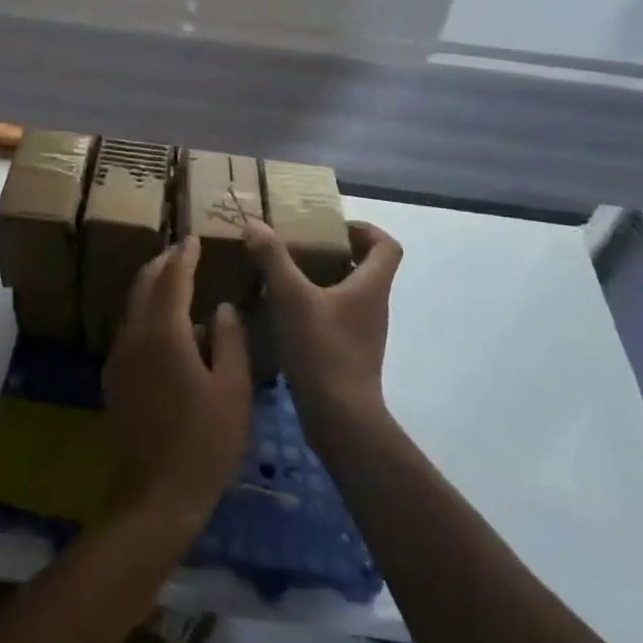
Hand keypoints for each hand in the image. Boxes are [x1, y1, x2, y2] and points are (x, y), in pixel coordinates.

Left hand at [102, 238, 251, 536]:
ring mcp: (119, 358)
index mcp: (163, 333)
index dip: (184, 256)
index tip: (194, 239)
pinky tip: (167, 327)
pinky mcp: (114, 379)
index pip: (172, 279)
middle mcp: (134, 336)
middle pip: (143, 285)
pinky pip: (130, 329)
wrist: (153, 498)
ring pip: (133, 307)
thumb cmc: (204, 443)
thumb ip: (230, 341)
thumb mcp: (232, 390)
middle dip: (162, 264)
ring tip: (176, 281)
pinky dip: (146, 313)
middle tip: (182, 252)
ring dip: (152, 287)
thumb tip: (221, 308)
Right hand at [244, 220, 401, 427]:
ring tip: (286, 276)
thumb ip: (272, 258)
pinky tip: (285, 313)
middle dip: (335, 252)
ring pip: (349, 293)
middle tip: (300, 246)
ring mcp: (364, 332)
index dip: (365, 230)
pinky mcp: (350, 354)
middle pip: (366, 267)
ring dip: (323, 279)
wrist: (339, 417)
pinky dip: (316, 307)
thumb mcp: (290, 297)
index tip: (332, 227)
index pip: (388, 246)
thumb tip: (254, 224)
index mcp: (371, 286)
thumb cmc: (322, 349)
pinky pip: (337, 317)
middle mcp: (374, 306)